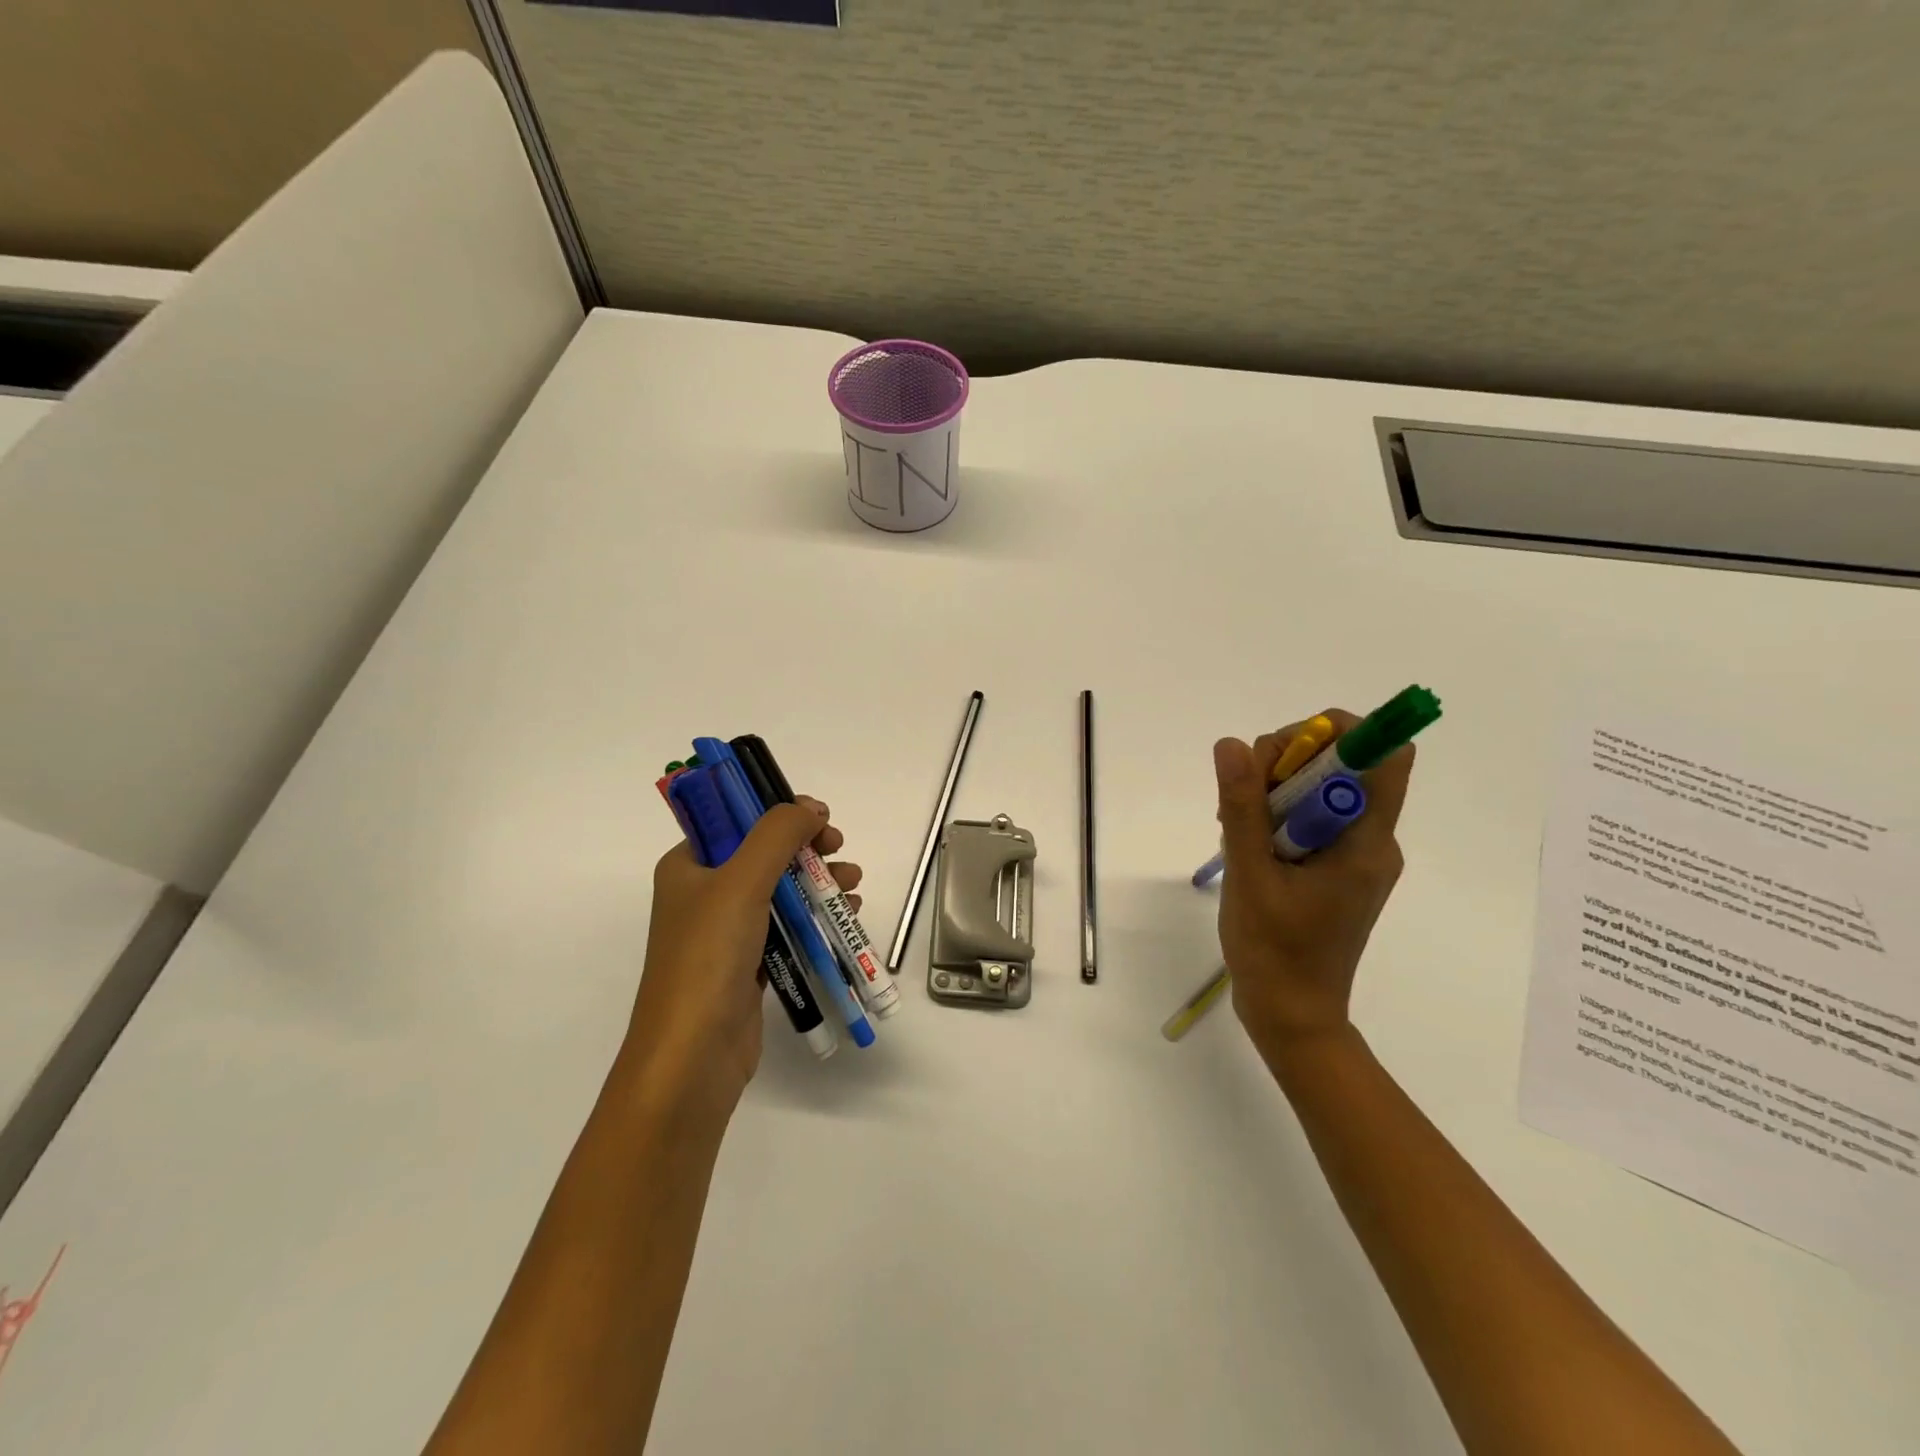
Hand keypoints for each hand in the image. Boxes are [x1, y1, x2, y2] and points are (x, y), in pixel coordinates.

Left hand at [623, 795, 861, 1117]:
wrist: (692, 1056)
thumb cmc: (709, 956)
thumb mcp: (742, 881)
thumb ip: (777, 835)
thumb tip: (810, 808)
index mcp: (688, 866)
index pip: (736, 820)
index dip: (778, 813)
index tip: (820, 819)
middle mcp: (704, 894)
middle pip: (764, 854)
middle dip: (808, 849)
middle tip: (840, 849)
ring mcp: (726, 932)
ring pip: (780, 891)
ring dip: (819, 882)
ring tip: (853, 886)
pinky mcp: (748, 964)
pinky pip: (787, 926)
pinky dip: (815, 916)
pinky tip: (845, 915)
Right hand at [1213, 710, 1413, 1065]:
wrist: (1291, 1014)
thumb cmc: (1274, 951)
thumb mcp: (1249, 875)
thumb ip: (1243, 807)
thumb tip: (1232, 744)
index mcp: (1366, 842)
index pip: (1383, 755)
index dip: (1338, 732)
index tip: (1281, 753)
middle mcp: (1372, 840)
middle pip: (1345, 765)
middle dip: (1288, 761)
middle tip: (1242, 795)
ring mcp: (1356, 855)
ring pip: (1323, 789)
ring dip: (1275, 788)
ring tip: (1235, 825)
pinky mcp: (1338, 869)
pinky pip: (1313, 817)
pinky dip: (1277, 813)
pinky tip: (1245, 841)